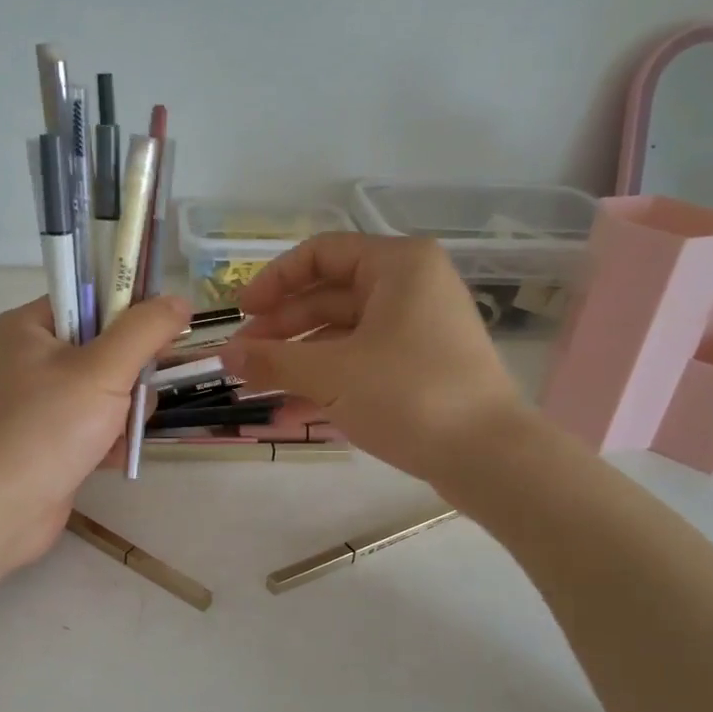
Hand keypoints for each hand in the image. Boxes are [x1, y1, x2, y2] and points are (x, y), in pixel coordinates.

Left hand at [0, 293, 191, 569]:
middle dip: (130, 375)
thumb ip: (145, 331)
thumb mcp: (102, 370)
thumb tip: (179, 300)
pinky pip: (95, 424)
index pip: (90, 298)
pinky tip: (109, 458)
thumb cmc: (46, 429)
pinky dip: (109, 440)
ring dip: (124, 413)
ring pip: (106, 390)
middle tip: (132, 397)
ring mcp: (39, 402)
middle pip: (104, 347)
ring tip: (117, 436)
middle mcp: (30, 358)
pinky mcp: (49, 439)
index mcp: (30, 327)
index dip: (129, 313)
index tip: (158, 339)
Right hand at [219, 234, 521, 483]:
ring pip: (342, 335)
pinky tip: (289, 413)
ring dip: (297, 361)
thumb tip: (224, 356)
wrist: (489, 456)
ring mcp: (418, 330)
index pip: (320, 254)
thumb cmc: (408, 395)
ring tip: (256, 389)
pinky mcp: (420, 368)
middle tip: (242, 360)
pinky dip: (327, 382)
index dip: (273, 282)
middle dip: (280, 330)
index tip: (241, 314)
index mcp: (397, 266)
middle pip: (328, 296)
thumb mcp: (330, 375)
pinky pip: (361, 363)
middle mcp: (410, 288)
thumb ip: (272, 361)